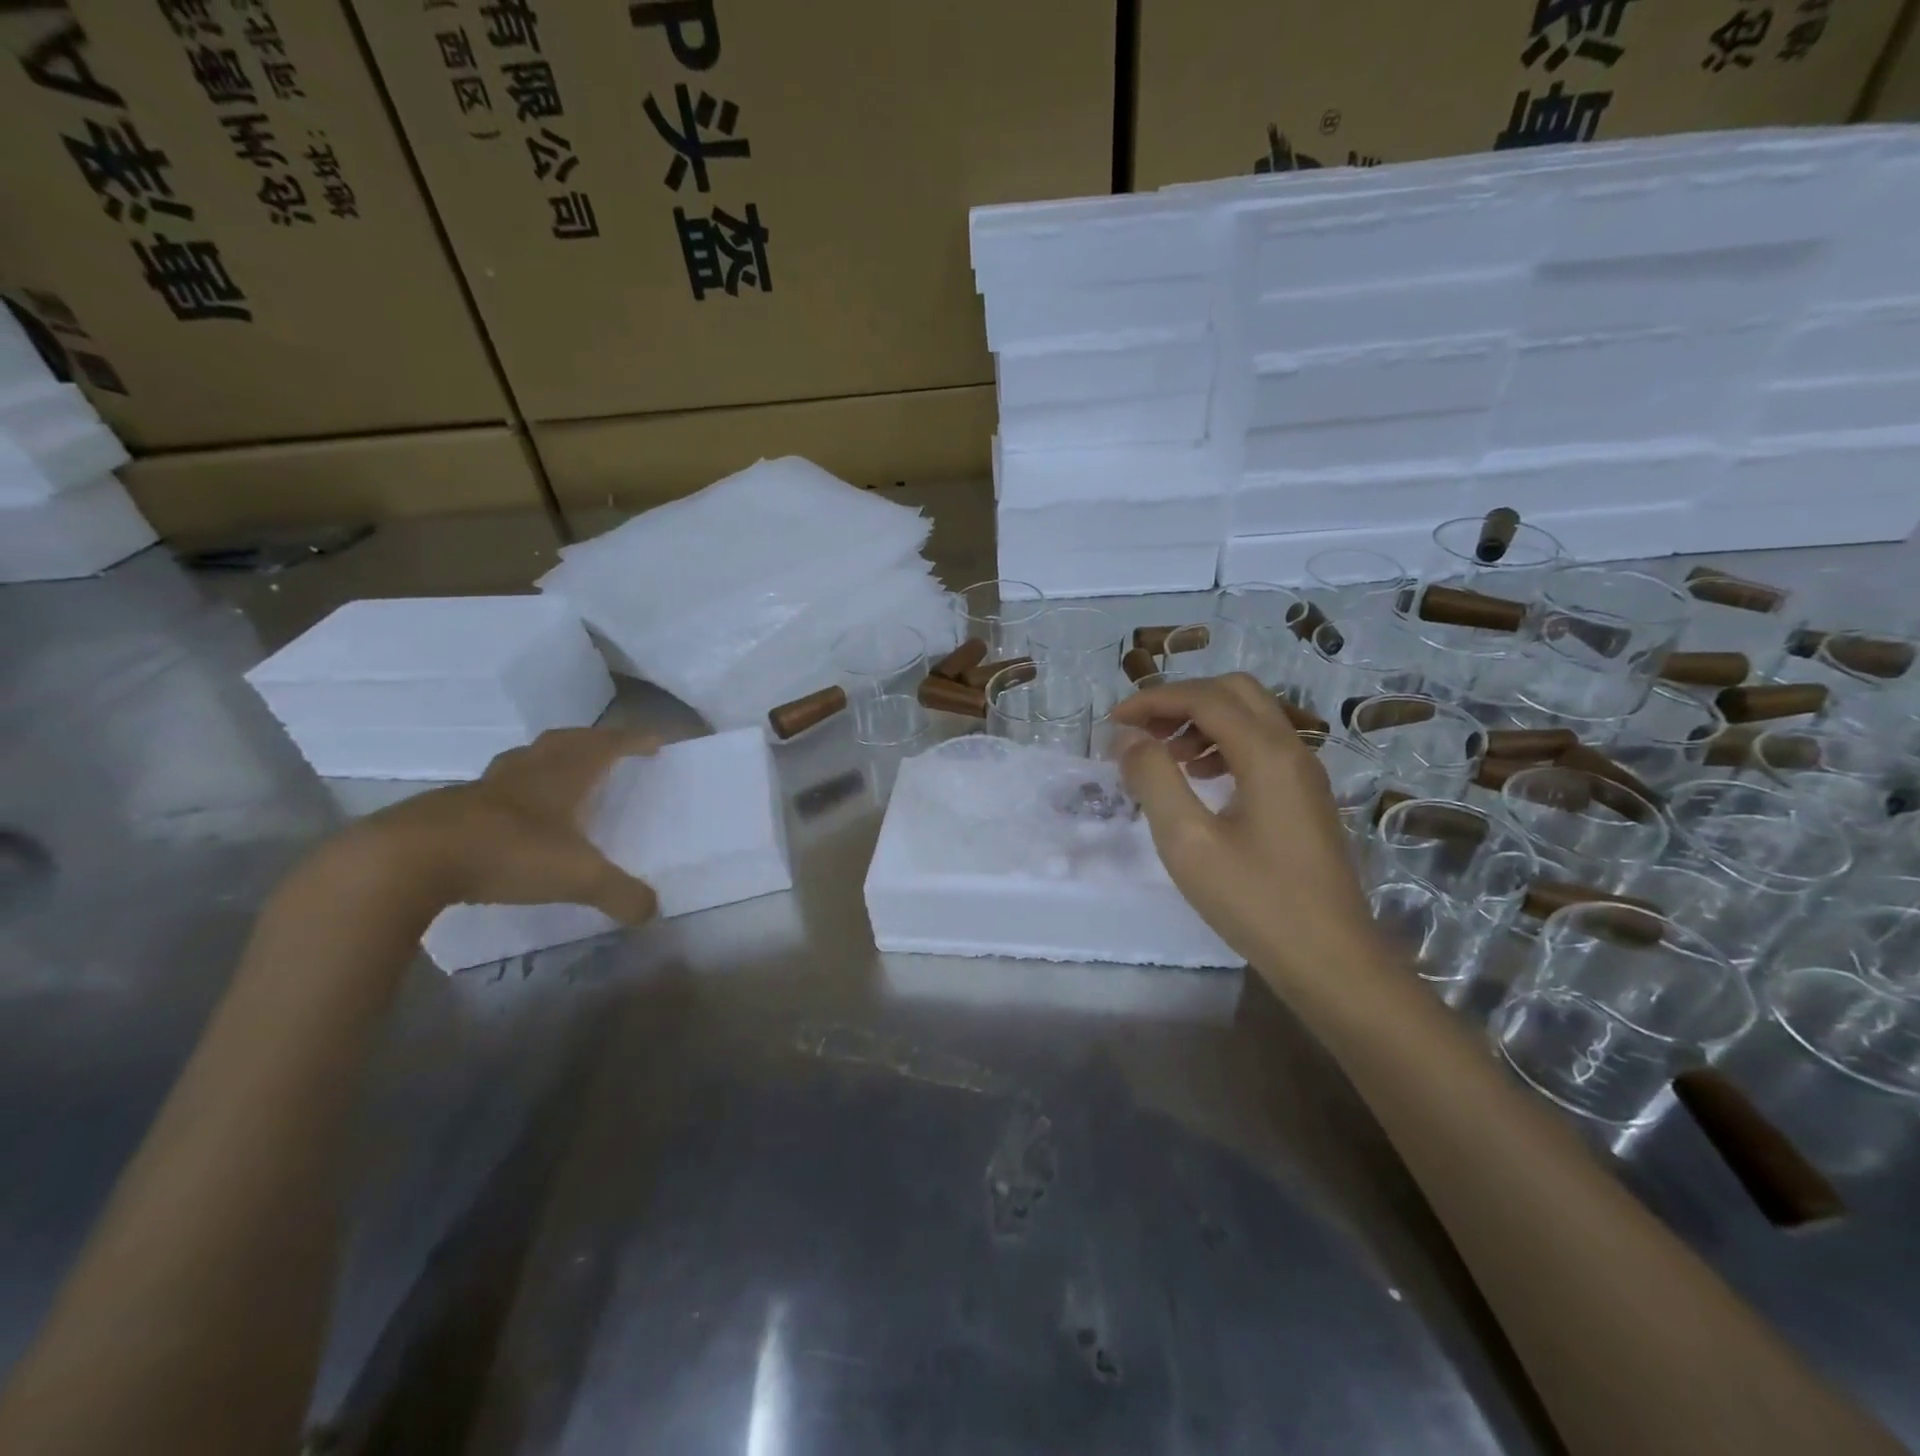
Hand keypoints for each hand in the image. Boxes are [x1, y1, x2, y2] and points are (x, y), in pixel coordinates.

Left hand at [363, 727, 661, 923]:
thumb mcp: (577, 878)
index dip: (632, 740)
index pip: (605, 746)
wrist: (407, 860)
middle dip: (592, 740)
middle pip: (563, 741)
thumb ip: (619, 894)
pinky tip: (513, 816)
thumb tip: (653, 912)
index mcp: (561, 777)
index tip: (655, 739)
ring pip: (524, 760)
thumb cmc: (506, 853)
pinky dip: (513, 791)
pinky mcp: (450, 808)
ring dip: (548, 759)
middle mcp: (526, 773)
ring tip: (561, 774)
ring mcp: (483, 788)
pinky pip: (493, 789)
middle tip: (610, 748)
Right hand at [1112, 674, 1378, 981]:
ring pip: (1250, 717)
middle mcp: (1292, 750)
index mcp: (1267, 753)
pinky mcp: (1304, 797)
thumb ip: (1154, 780)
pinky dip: (1223, 745)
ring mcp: (1304, 774)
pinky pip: (1261, 747)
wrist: (1331, 960)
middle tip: (1141, 732)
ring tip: (1165, 756)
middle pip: (1234, 693)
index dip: (1153, 701)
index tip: (1113, 723)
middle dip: (1181, 701)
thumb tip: (1129, 738)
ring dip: (1202, 721)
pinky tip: (1199, 779)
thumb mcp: (1188, 842)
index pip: (1205, 698)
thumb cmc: (1256, 901)